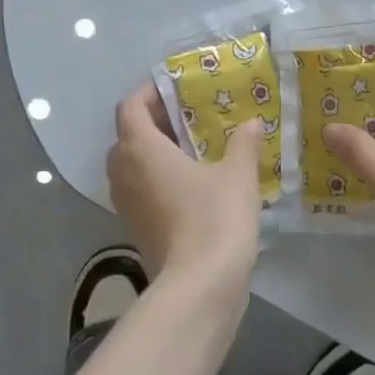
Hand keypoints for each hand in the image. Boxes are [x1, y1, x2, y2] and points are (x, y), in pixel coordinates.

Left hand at [107, 82, 263, 290]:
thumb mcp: (238, 174)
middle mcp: (124, 173)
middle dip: (152, 122)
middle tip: (187, 118)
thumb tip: (250, 123)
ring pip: (131, 165)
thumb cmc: (215, 218)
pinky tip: (192, 183)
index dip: (148, 92)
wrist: (200, 286)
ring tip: (192, 149)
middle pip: (127, 135)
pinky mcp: (136, 228)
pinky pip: (140, 190)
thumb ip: (242, 143)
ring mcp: (126, 204)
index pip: (130, 107)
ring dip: (154, 152)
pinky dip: (157, 178)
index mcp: (141, 149)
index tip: (174, 89)